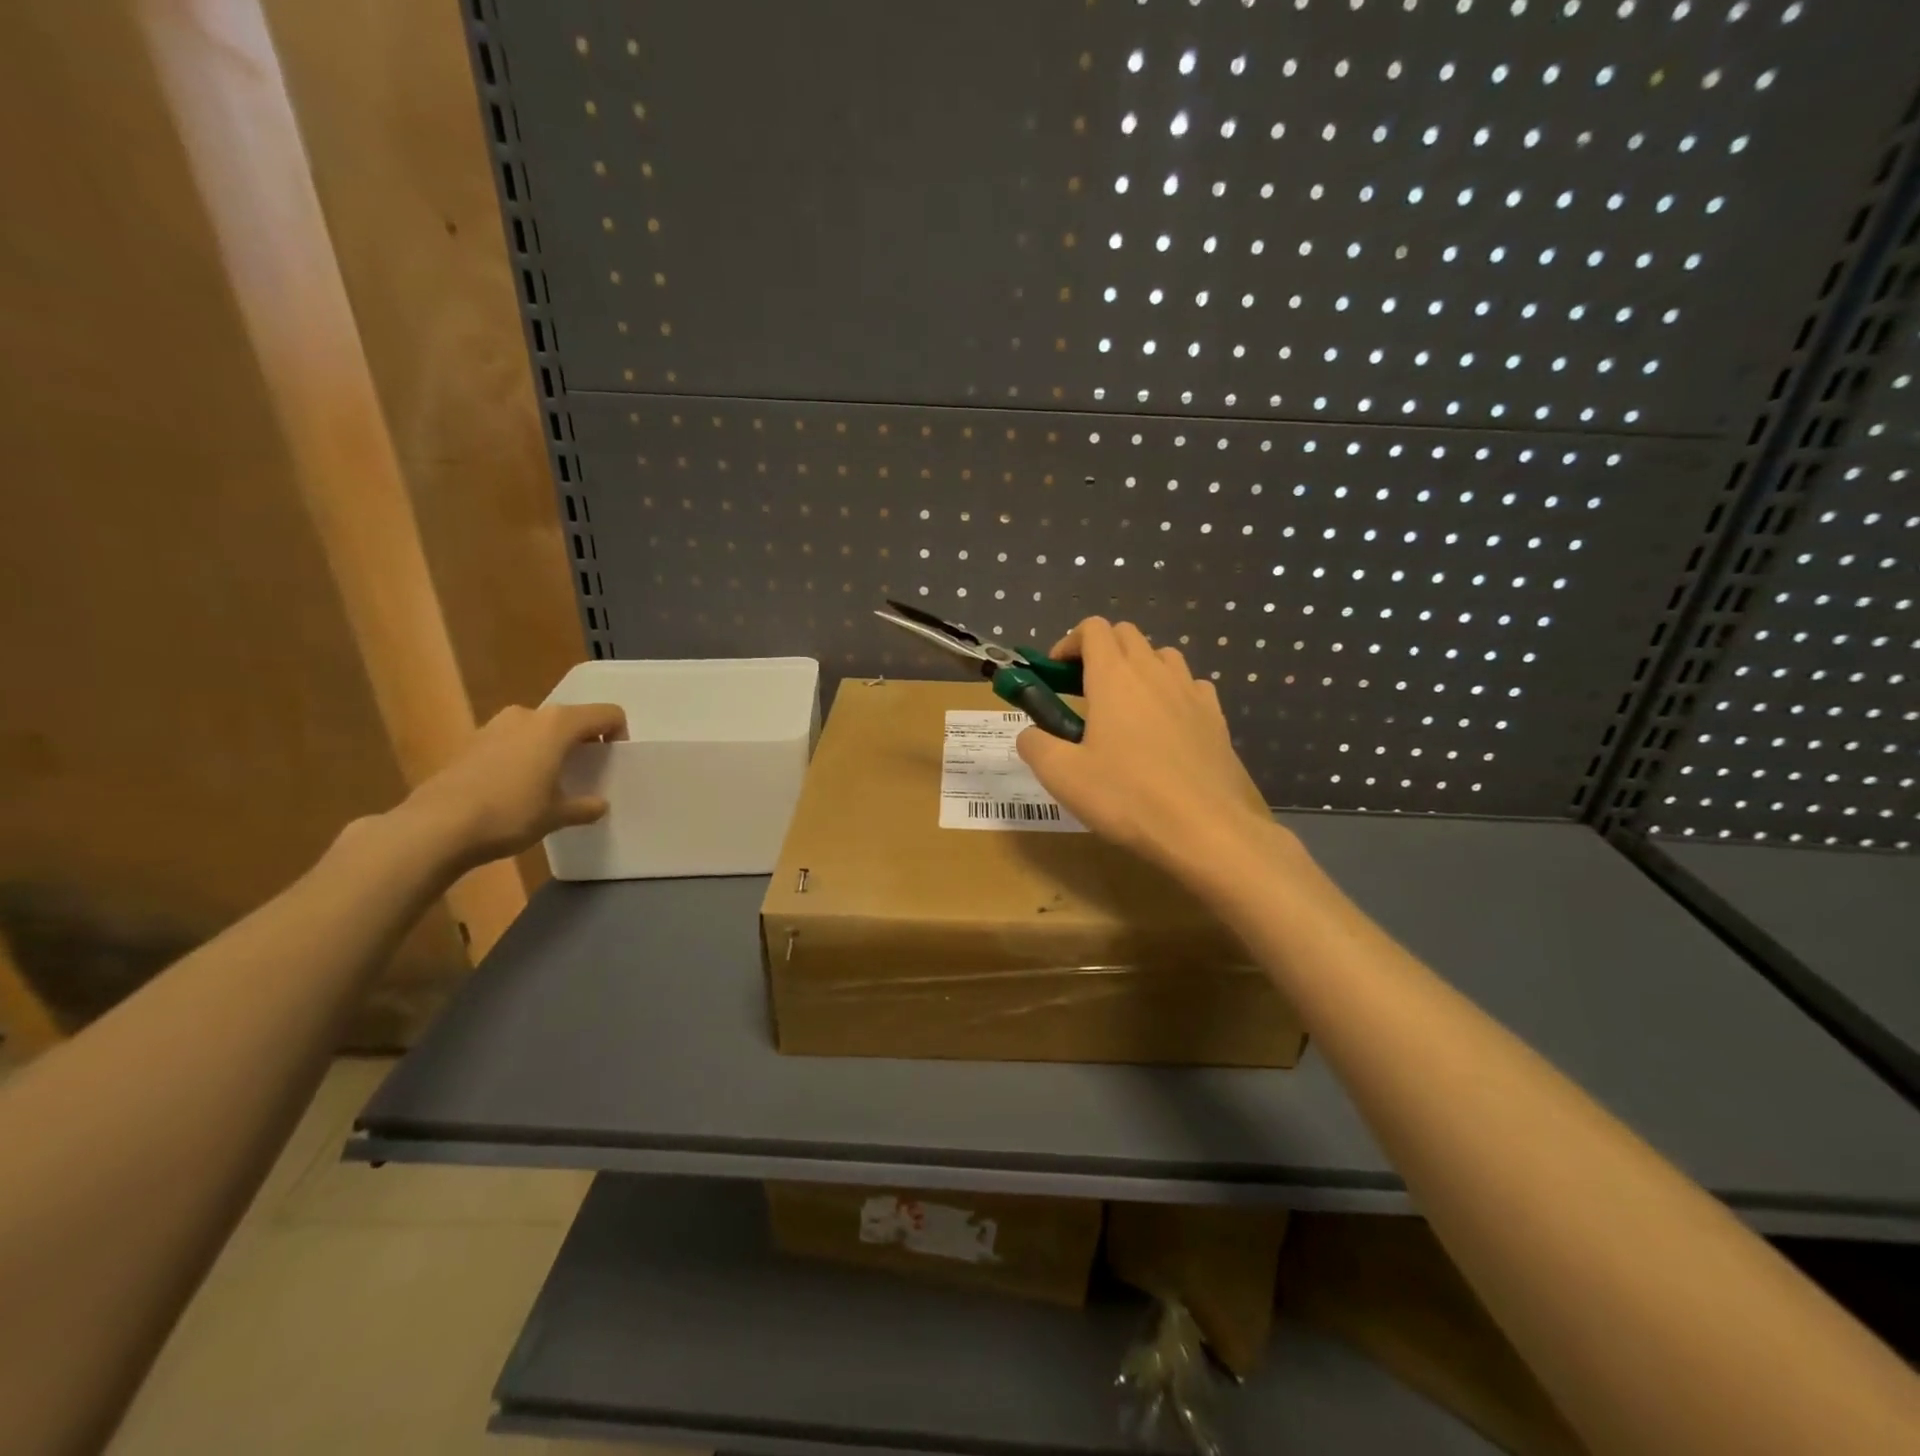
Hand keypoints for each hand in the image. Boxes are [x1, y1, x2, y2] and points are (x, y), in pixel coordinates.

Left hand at [400, 702, 626, 871]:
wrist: (436, 826)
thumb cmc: (510, 813)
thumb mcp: (556, 816)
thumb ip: (584, 807)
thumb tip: (598, 805)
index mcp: (558, 724)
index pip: (606, 714)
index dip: (618, 734)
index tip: (614, 761)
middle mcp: (528, 715)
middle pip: (571, 719)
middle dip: (583, 741)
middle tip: (585, 772)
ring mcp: (495, 725)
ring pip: (539, 728)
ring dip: (551, 747)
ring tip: (550, 781)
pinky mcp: (471, 742)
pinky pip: (512, 740)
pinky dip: (524, 755)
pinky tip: (517, 787)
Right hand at [1017, 618, 1278, 882]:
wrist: (1205, 829)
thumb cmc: (1126, 797)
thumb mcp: (1062, 776)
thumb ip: (1036, 746)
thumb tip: (1030, 735)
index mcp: (1114, 676)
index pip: (1093, 629)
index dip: (1069, 643)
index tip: (1057, 674)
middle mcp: (1155, 672)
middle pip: (1127, 634)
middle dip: (1101, 650)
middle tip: (1084, 689)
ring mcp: (1191, 692)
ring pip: (1162, 655)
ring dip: (1139, 666)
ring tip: (1126, 705)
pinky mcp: (1216, 717)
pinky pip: (1192, 686)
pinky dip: (1173, 692)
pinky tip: (1166, 725)